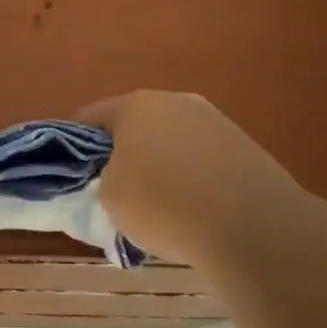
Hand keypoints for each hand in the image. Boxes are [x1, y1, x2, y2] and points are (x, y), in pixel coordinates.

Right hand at [77, 90, 309, 267]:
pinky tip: (192, 208)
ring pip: (170, 139)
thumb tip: (117, 177)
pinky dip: (190, 176)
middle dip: (121, 152)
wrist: (254, 226)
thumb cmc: (164, 205)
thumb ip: (102, 179)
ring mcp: (214, 120)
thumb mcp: (110, 198)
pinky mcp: (244, 145)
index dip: (75, 145)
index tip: (73, 174)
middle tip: (113, 189)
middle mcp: (175, 101)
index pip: (90, 117)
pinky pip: (201, 157)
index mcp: (135, 105)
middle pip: (134, 124)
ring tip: (157, 204)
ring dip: (158, 163)